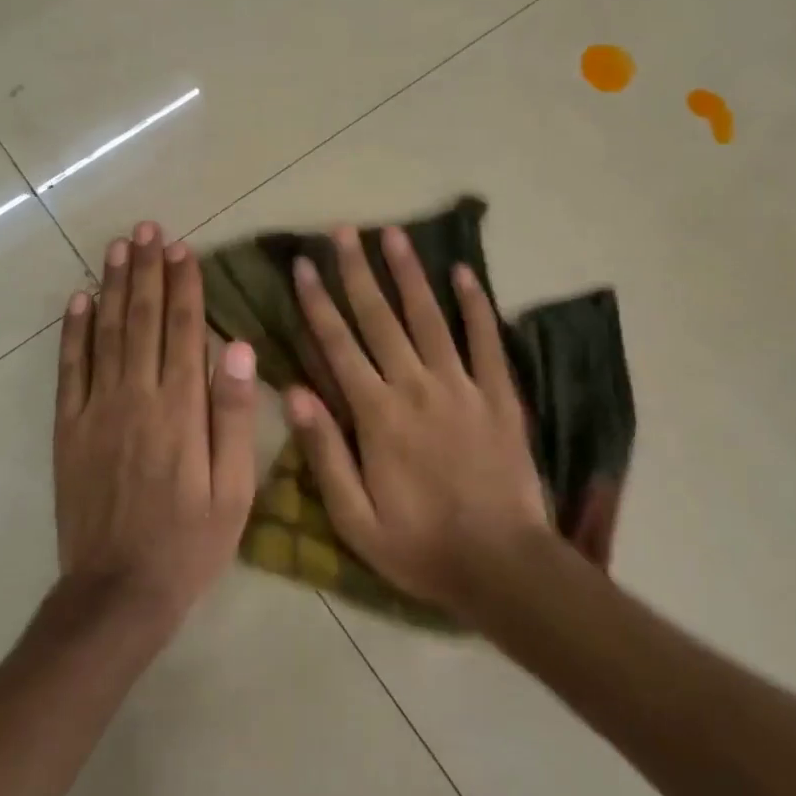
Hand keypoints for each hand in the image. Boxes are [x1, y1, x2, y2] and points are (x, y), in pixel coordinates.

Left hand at [53, 221, 258, 633]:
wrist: (119, 591)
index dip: (184, 286)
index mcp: (181, 409)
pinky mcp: (67, 429)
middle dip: (147, 271)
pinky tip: (78, 300)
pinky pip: (69, 369)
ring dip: (112, 286)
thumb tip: (239, 348)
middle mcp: (136, 397)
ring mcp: (96, 410)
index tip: (184, 249)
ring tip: (119, 247)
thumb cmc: (190, 541)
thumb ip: (235, 416)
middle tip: (149, 229)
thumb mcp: (235, 488)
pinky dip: (72, 331)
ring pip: (105, 333)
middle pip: (142, 320)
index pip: (183, 331)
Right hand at [286, 225, 550, 619]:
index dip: (317, 302)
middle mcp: (417, 386)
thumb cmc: (420, 546)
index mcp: (378, 415)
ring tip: (393, 234)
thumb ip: (324, 453)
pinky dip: (475, 304)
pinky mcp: (498, 395)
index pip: (339, 345)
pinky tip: (464, 272)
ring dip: (409, 273)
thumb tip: (293, 392)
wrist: (503, 565)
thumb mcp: (355, 518)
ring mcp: (462, 386)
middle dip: (357, 271)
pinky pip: (485, 340)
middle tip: (343, 230)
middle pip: (380, 318)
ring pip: (429, 317)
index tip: (302, 265)